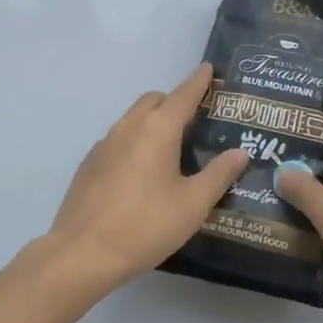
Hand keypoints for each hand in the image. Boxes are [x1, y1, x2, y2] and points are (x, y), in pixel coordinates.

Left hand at [46, 63, 248, 291]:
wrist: (82, 254)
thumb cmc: (145, 225)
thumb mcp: (193, 204)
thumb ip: (219, 174)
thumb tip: (241, 151)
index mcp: (158, 129)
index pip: (184, 94)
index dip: (199, 81)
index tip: (209, 68)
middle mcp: (129, 127)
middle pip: (155, 100)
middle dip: (175, 101)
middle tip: (195, 121)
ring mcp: (104, 144)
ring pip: (133, 118)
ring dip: (153, 121)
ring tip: (171, 148)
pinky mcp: (89, 164)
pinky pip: (118, 139)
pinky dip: (135, 141)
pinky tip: (141, 173)